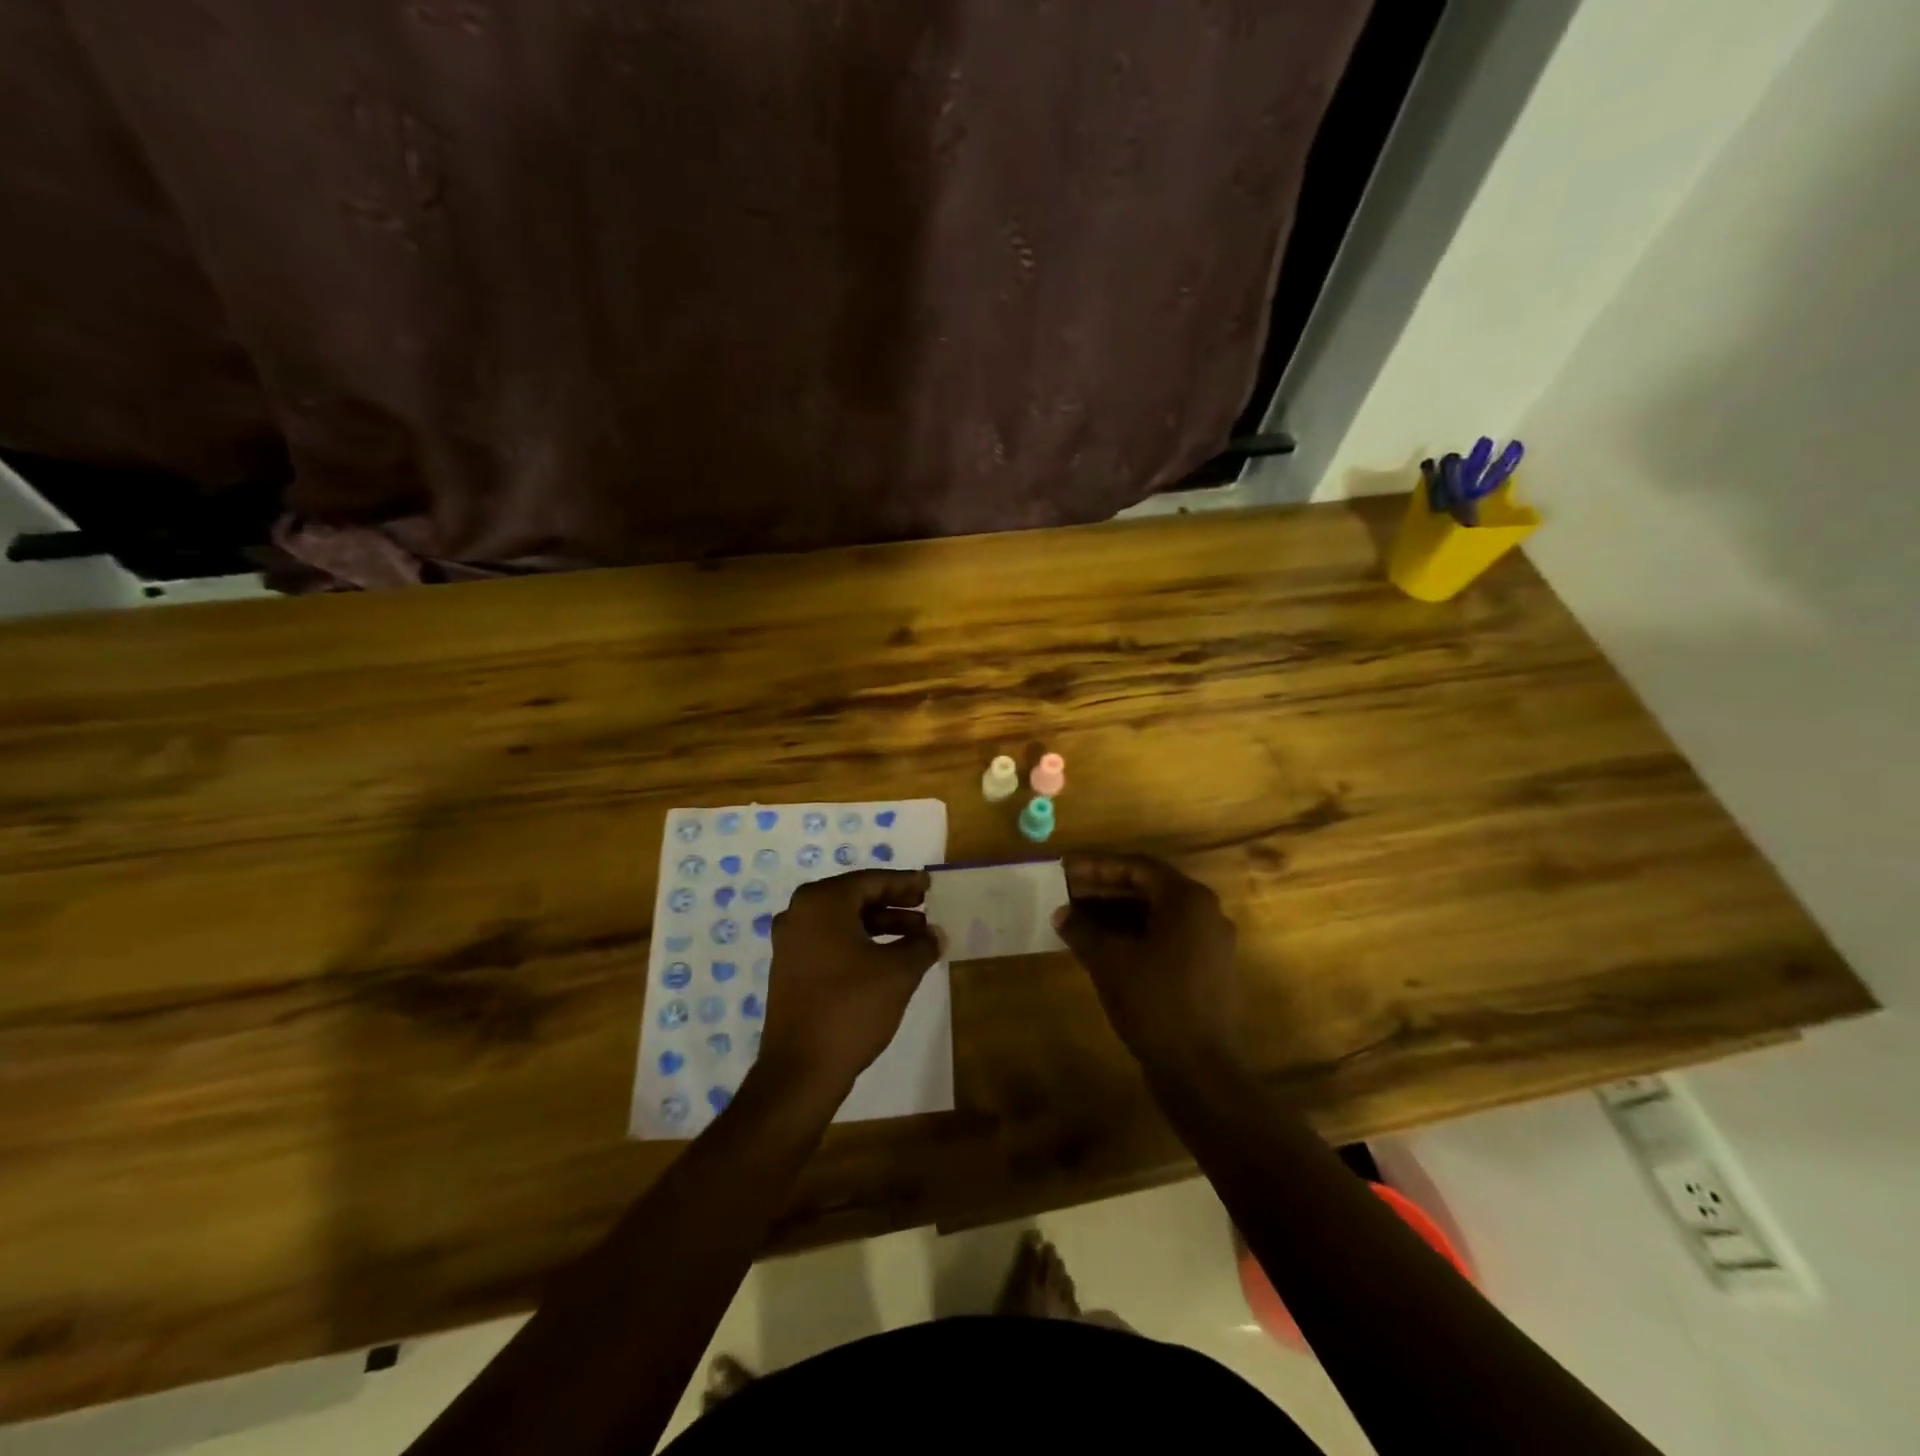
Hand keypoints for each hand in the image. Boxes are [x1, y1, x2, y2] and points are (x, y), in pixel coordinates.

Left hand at [758, 869, 942, 1093]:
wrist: (801, 1069)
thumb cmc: (851, 1007)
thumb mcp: (898, 972)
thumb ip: (922, 945)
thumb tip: (935, 934)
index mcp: (822, 902)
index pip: (870, 880)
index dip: (904, 883)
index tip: (929, 886)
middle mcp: (799, 914)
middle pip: (855, 898)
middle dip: (894, 904)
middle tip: (925, 909)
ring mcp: (790, 943)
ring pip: (843, 922)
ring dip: (880, 925)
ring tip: (916, 938)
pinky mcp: (790, 970)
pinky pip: (830, 942)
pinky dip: (860, 943)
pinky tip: (887, 959)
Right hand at [1052, 853, 1243, 1074]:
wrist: (1200, 1069)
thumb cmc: (1154, 1002)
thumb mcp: (1109, 961)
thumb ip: (1083, 929)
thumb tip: (1061, 913)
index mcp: (1187, 900)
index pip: (1137, 867)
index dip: (1098, 866)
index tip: (1067, 869)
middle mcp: (1206, 912)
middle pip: (1150, 888)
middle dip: (1107, 888)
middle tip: (1069, 891)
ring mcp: (1211, 942)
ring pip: (1158, 914)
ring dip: (1120, 912)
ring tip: (1081, 917)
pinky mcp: (1209, 969)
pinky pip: (1168, 936)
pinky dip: (1137, 933)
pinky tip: (1106, 945)